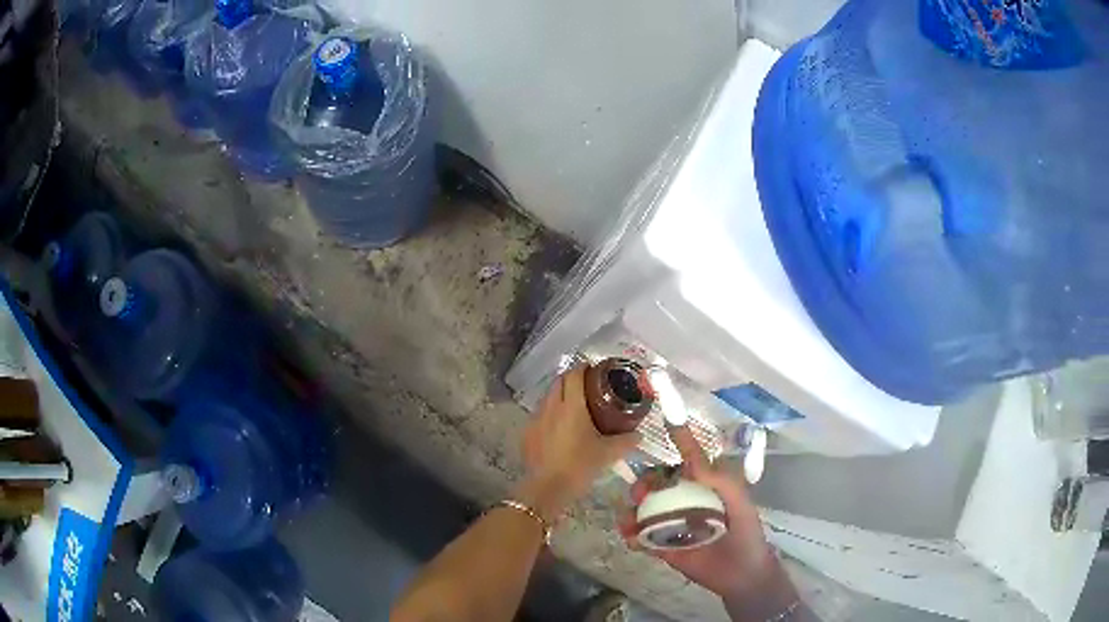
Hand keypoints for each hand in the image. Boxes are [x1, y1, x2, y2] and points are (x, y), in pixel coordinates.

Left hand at [518, 367, 639, 522]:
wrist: (548, 488)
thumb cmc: (580, 466)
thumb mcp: (608, 454)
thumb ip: (626, 441)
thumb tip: (639, 434)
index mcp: (572, 406)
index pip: (575, 375)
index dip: (584, 368)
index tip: (594, 370)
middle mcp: (551, 407)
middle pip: (559, 381)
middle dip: (571, 379)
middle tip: (587, 387)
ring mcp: (536, 419)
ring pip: (547, 398)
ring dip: (559, 396)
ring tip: (574, 407)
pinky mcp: (527, 433)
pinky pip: (539, 415)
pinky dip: (550, 414)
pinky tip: (558, 428)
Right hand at [620, 424, 776, 599]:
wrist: (742, 575)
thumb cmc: (747, 534)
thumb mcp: (740, 504)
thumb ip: (720, 482)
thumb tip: (691, 461)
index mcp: (706, 488)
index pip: (690, 460)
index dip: (681, 440)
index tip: (669, 420)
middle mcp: (686, 502)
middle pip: (660, 484)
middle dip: (646, 483)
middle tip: (640, 492)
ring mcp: (672, 525)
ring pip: (645, 510)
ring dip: (632, 509)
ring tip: (629, 518)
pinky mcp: (662, 548)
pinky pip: (641, 537)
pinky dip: (631, 534)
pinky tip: (630, 536)